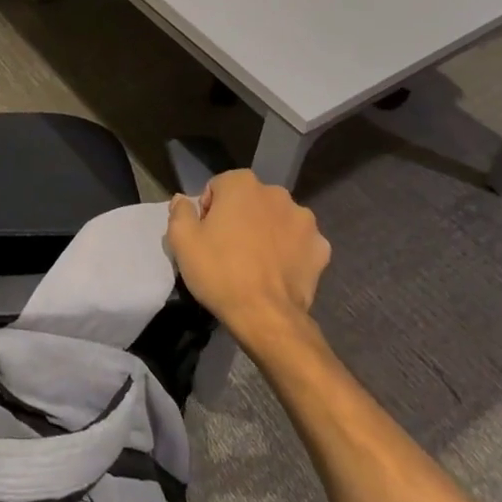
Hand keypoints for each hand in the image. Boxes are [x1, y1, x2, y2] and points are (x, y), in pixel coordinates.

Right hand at [167, 170, 330, 343]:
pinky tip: (279, 272)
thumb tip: (182, 200)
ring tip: (256, 263)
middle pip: (250, 201)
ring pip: (277, 220)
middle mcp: (277, 193)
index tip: (207, 235)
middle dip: (240, 217)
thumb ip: (180, 211)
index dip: (209, 210)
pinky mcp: (321, 247)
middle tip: (229, 249)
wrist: (265, 317)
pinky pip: (300, 243)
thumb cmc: (220, 271)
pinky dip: (291, 252)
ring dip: (267, 232)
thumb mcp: (182, 240)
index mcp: (242, 184)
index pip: (219, 187)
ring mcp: (304, 220)